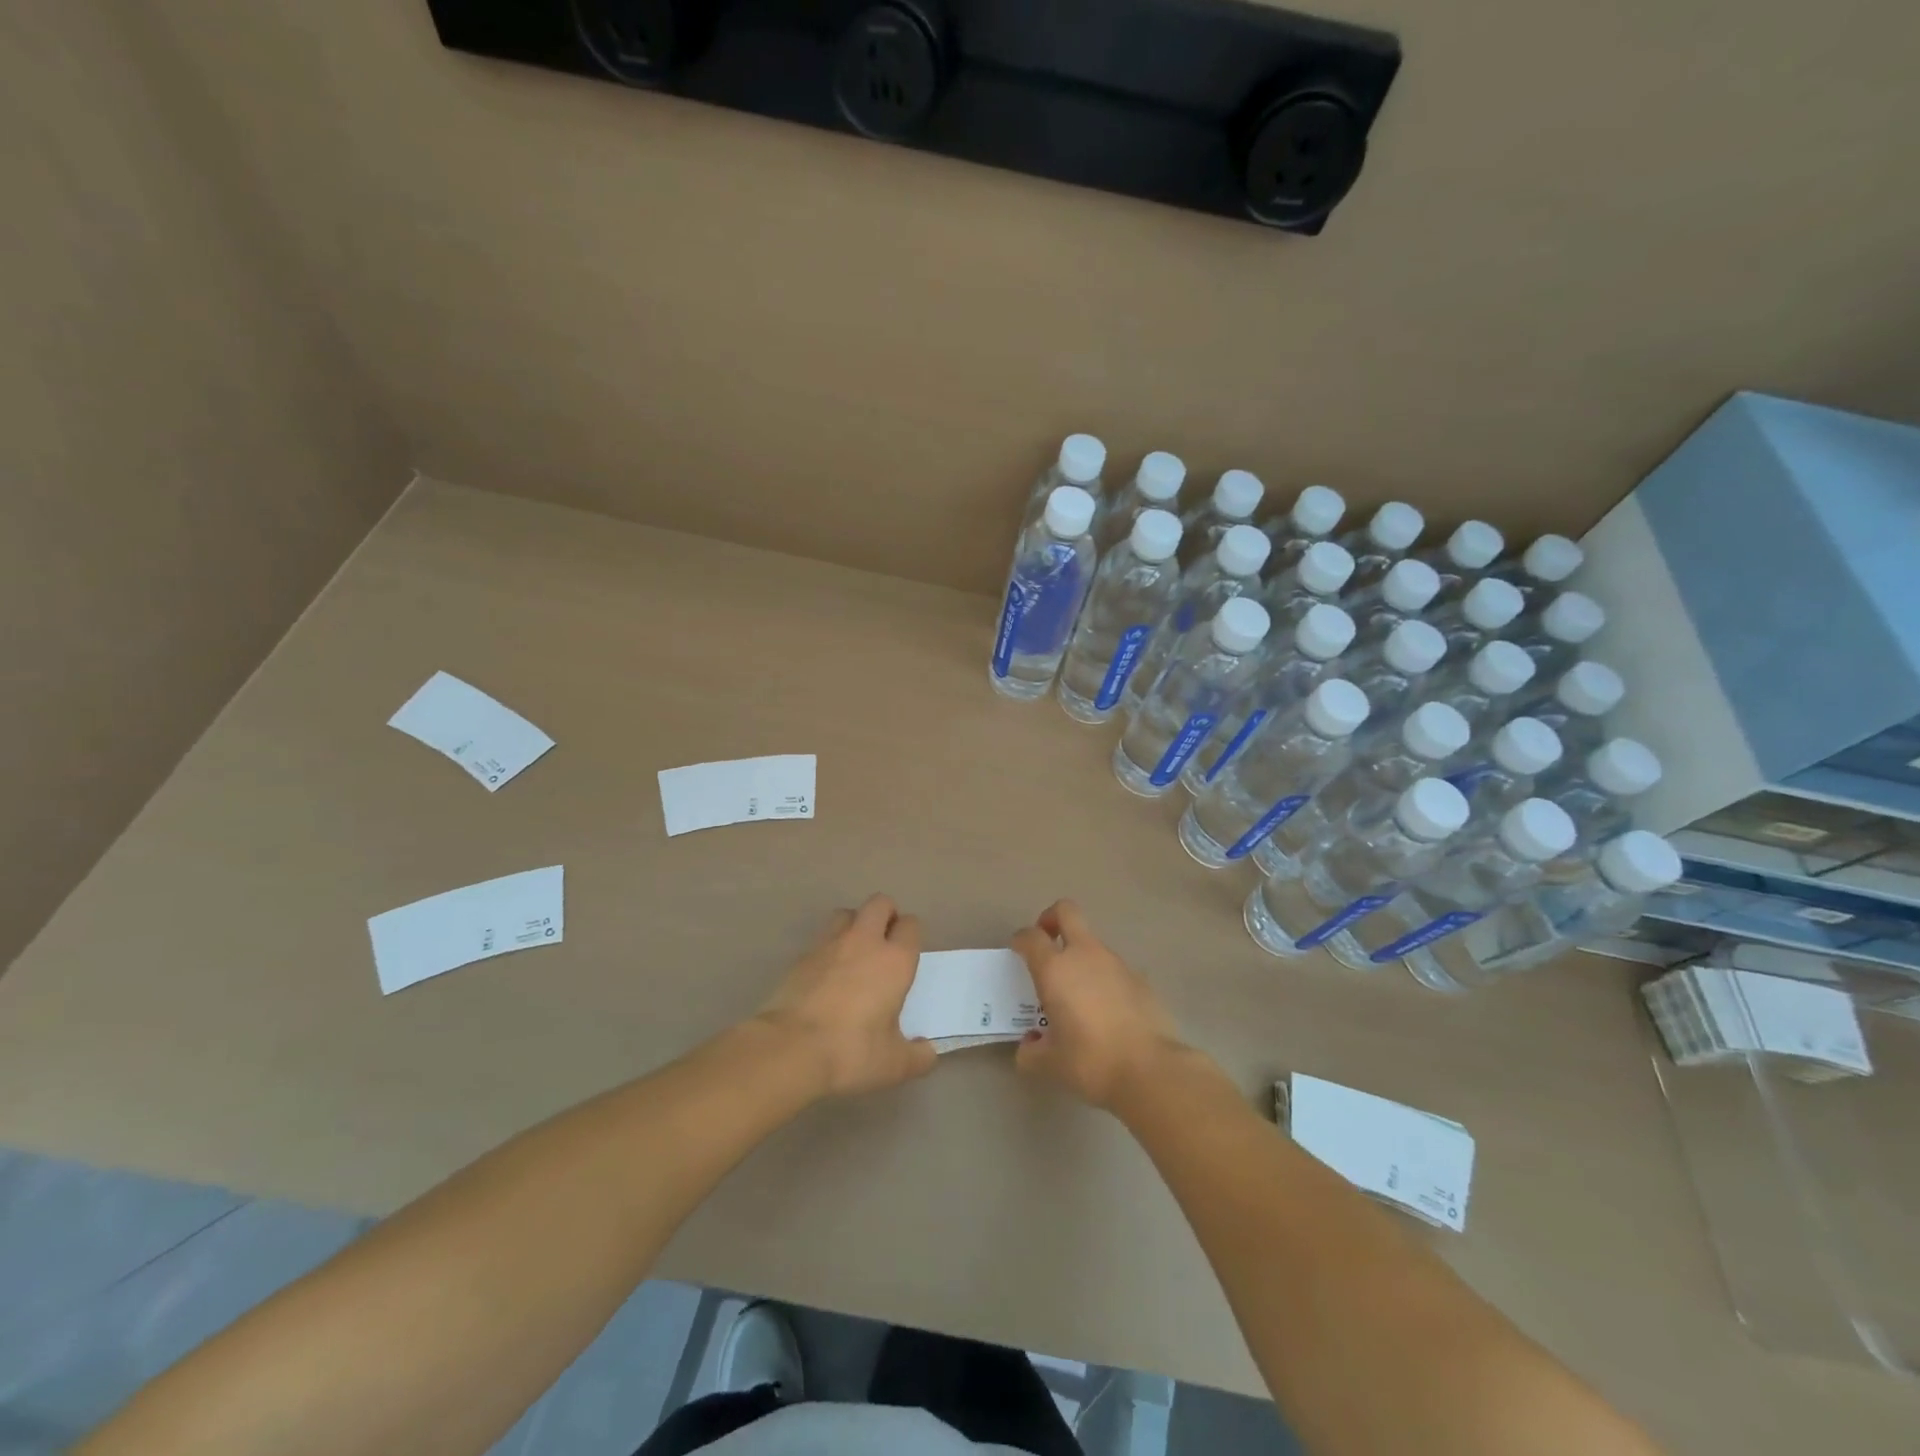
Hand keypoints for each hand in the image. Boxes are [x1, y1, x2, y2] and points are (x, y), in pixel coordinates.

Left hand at [757, 894, 937, 1096]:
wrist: (790, 1048)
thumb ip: (917, 1056)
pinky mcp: (801, 956)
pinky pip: (821, 939)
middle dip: (886, 915)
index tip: (908, 952)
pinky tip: (826, 974)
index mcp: (895, 960)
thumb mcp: (894, 1065)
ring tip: (854, 951)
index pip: (911, 925)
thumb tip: (927, 1052)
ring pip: (847, 913)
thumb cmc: (852, 1051)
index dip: (911, 934)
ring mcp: (829, 944)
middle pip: (880, 903)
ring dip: (854, 924)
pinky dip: (828, 948)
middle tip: (885, 942)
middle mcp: (864, 942)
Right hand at [1010, 900, 1187, 1108]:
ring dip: (1080, 955)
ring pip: (1092, 942)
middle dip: (1052, 918)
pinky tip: (1106, 1010)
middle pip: (1067, 911)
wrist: (1150, 1069)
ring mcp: (1116, 963)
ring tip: (1077, 992)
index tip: (1017, 951)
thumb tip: (1029, 1046)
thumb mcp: (1049, 1063)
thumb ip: (1030, 1052)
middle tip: (1047, 941)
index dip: (1020, 939)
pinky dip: (1104, 979)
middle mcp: (1084, 955)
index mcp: (1055, 969)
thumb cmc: (1090, 1061)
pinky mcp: (1140, 978)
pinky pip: (1114, 968)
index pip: (1031, 936)